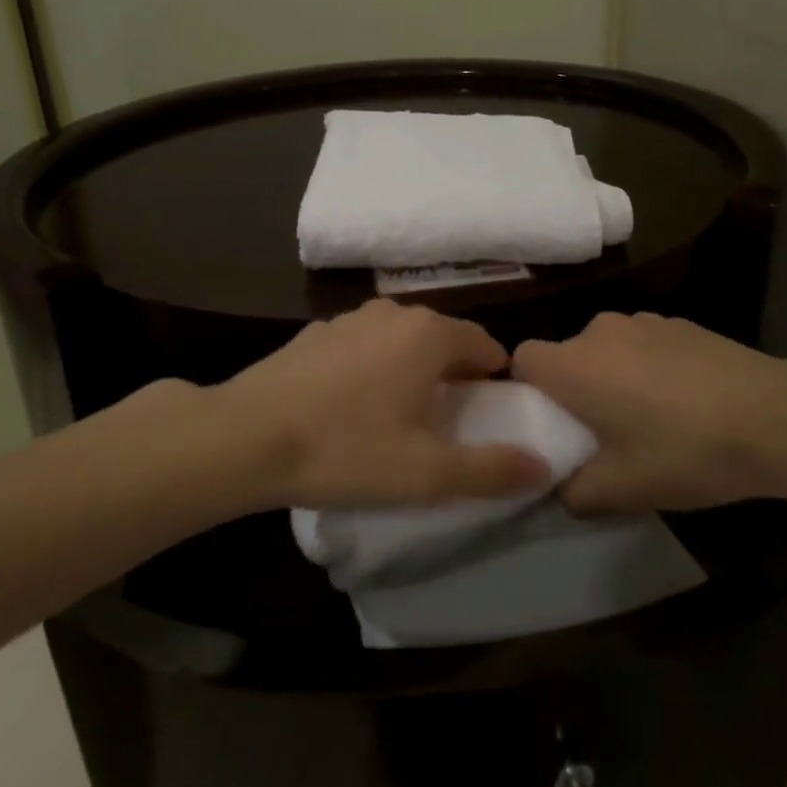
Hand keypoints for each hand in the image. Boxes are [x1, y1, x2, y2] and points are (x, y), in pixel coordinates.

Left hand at [211, 300, 549, 509]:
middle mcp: (393, 313)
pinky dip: (370, 369)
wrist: (245, 438)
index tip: (488, 417)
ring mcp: (349, 319)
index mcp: (429, 334)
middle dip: (453, 377)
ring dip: (410, 371)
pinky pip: (361, 347)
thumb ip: (491, 469)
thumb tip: (542, 466)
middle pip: (443, 341)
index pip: (485, 346)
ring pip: (400, 342)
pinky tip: (348, 407)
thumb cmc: (346, 450)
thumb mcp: (427, 473)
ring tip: (397, 418)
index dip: (494, 381)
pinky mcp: (314, 334)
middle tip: (445, 426)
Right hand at [512, 312, 786, 513]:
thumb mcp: (622, 490)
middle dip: (576, 389)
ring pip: (608, 349)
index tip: (552, 424)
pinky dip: (651, 366)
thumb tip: (563, 488)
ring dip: (615, 376)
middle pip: (568, 355)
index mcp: (573, 365)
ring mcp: (643, 320)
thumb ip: (575, 493)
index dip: (528, 390)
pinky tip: (688, 400)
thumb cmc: (684, 452)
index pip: (522, 360)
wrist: (773, 417)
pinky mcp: (680, 322)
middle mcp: (599, 331)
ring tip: (652, 417)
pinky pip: (645, 343)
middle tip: (604, 432)